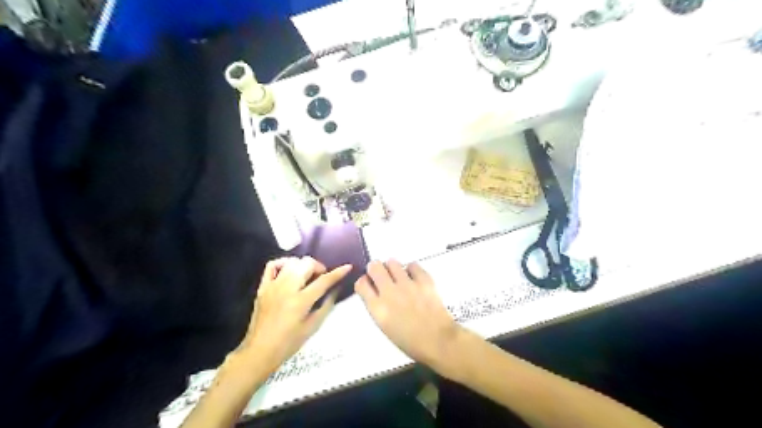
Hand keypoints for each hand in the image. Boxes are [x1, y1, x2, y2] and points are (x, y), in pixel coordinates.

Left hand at [239, 258, 351, 371]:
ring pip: (292, 262)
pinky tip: (289, 271)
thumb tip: (336, 289)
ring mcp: (273, 286)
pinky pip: (272, 265)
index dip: (338, 272)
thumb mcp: (313, 326)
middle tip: (322, 277)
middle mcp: (287, 289)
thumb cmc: (289, 343)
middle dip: (319, 267)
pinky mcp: (262, 287)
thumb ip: (326, 305)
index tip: (348, 267)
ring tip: (307, 275)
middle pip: (306, 264)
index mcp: (301, 301)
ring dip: (303, 265)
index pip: (323, 281)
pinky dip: (283, 263)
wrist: (259, 351)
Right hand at [355, 258, 461, 368]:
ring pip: (392, 262)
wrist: (439, 342)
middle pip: (374, 267)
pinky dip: (411, 269)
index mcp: (378, 309)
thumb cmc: (412, 342)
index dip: (364, 281)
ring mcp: (407, 285)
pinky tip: (413, 277)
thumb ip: (378, 307)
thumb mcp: (386, 327)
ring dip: (392, 267)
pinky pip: (412, 265)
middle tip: (381, 274)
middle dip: (375, 269)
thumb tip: (376, 293)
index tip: (368, 282)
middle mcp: (390, 293)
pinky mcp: (424, 280)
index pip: (361, 284)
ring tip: (397, 275)